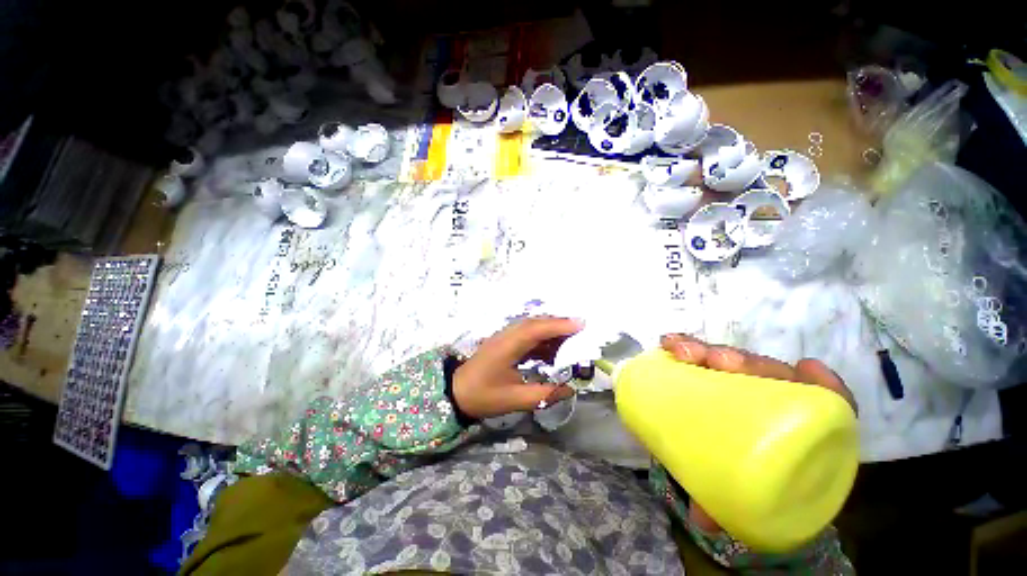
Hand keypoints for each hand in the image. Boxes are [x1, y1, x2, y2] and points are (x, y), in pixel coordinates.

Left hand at [453, 317, 583, 419]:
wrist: (456, 392)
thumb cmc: (483, 395)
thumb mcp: (514, 399)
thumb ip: (543, 394)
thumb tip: (569, 390)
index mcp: (508, 346)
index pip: (536, 329)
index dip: (559, 325)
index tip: (581, 325)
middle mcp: (507, 335)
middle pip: (536, 323)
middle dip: (559, 325)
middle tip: (582, 332)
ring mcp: (505, 337)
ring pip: (533, 328)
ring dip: (552, 332)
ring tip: (572, 343)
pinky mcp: (505, 343)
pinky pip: (528, 336)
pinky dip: (543, 341)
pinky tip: (553, 352)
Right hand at [659, 333, 856, 532]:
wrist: (748, 481)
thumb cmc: (757, 487)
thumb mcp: (752, 503)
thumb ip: (733, 508)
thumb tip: (702, 517)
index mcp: (805, 430)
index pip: (827, 400)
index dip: (820, 382)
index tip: (802, 369)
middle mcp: (779, 402)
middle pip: (771, 372)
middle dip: (743, 359)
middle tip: (712, 362)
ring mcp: (747, 389)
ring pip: (736, 361)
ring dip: (708, 349)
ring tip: (679, 348)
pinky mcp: (719, 383)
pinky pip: (708, 359)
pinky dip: (693, 347)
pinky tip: (672, 342)